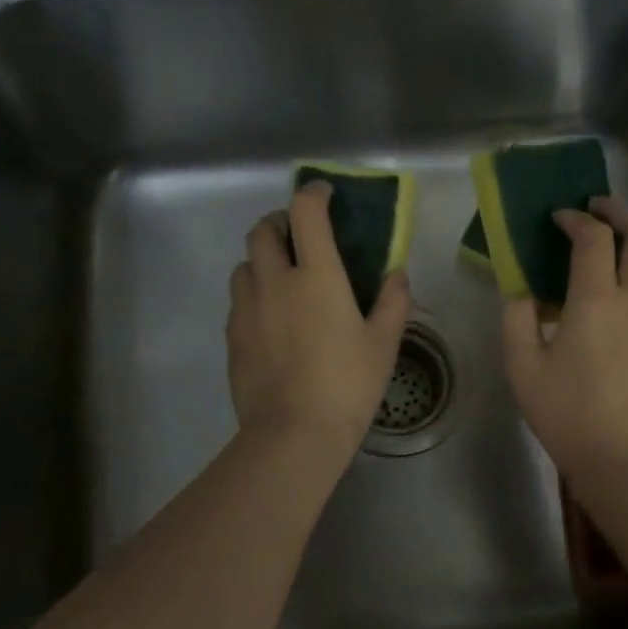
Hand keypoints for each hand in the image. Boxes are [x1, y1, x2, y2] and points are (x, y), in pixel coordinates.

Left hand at [227, 181, 411, 464]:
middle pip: (262, 230)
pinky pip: (239, 300)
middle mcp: (274, 281)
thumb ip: (393, 301)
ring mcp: (246, 309)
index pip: (306, 212)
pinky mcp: (232, 336)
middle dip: (280, 223)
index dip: (314, 193)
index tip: (325, 194)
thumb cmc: (348, 385)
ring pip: (244, 265)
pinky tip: (272, 320)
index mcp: (316, 276)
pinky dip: (254, 295)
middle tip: (301, 239)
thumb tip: (396, 273)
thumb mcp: (384, 344)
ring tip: (283, 280)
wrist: (293, 435)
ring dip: (262, 260)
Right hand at [501, 197, 627, 486]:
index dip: (576, 220)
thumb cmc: (568, 415)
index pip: (594, 238)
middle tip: (598, 211)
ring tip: (622, 248)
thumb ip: (516, 319)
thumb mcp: (522, 369)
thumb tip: (522, 291)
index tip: (560, 218)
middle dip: (621, 212)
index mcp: (596, 301)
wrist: (627, 460)